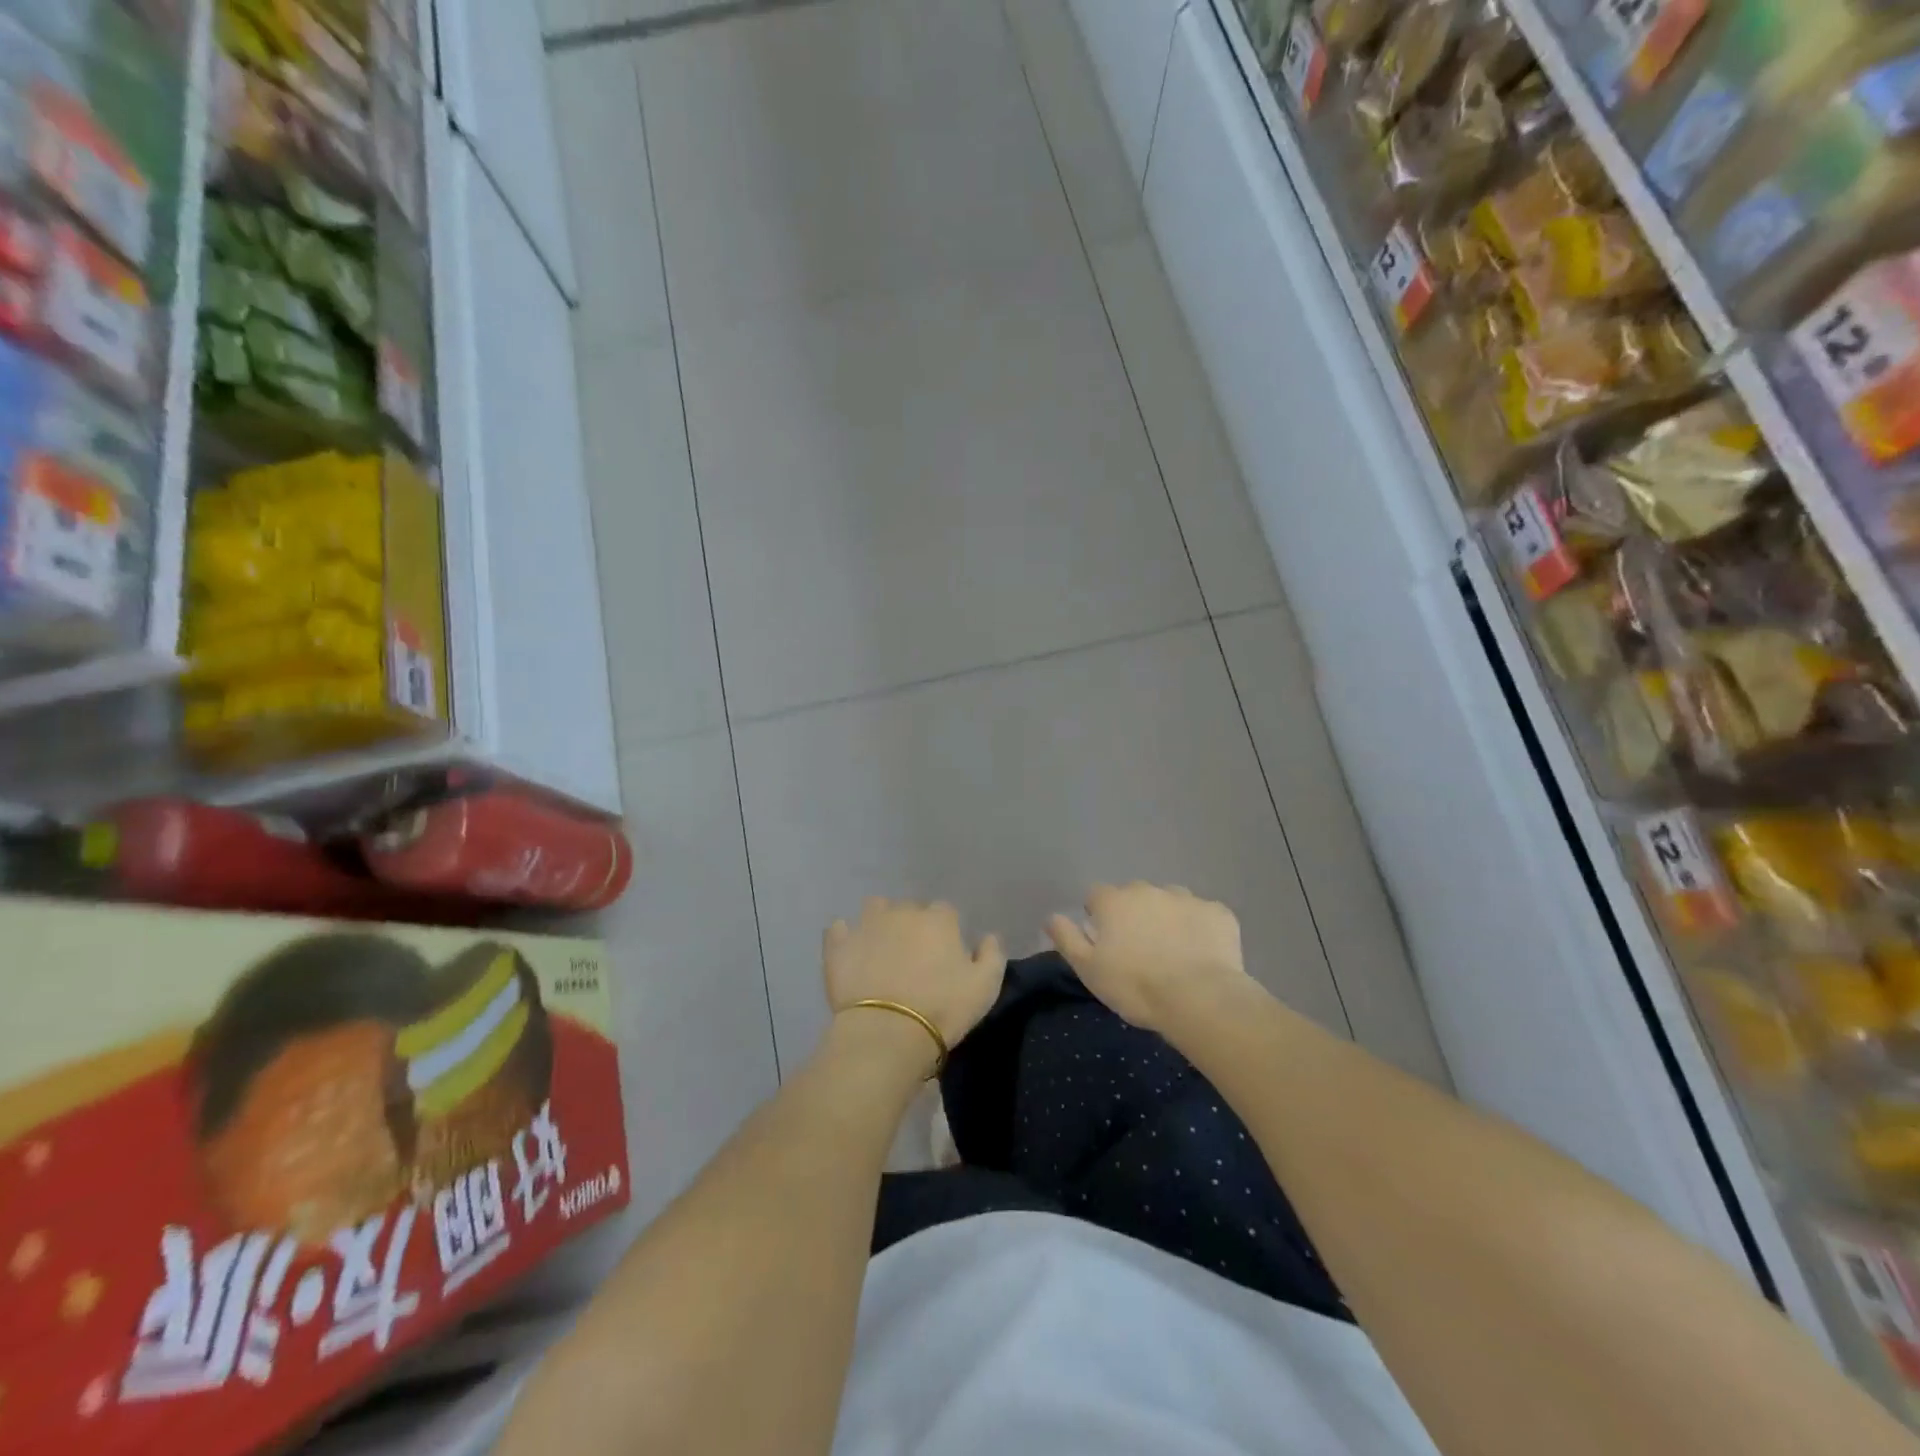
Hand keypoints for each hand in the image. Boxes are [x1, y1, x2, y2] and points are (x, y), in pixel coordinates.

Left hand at [825, 899, 1005, 1052]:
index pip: (945, 912)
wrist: (887, 1032)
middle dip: (912, 926)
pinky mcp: (838, 944)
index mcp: (939, 919)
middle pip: (910, 909)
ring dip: (880, 922)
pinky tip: (851, 953)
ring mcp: (867, 924)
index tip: (944, 956)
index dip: (945, 933)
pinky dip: (845, 937)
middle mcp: (902, 912)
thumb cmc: (943, 1009)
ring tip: (881, 949)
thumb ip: (992, 955)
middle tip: (913, 958)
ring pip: (875, 909)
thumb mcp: (985, 987)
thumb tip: (989, 937)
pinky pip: (840, 929)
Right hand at [1047, 882, 1249, 1032]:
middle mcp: (1148, 890)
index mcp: (1114, 901)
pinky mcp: (1219, 913)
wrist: (1199, 999)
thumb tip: (1051, 916)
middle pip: (1134, 896)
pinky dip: (1200, 929)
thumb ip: (1067, 938)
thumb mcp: (1088, 969)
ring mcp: (1187, 898)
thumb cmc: (1135, 986)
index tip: (1106, 943)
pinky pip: (1203, 915)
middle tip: (1140, 951)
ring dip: (1167, 919)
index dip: (1098, 917)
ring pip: (1170, 902)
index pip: (1096, 897)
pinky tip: (1202, 954)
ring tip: (1173, 953)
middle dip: (1134, 915)